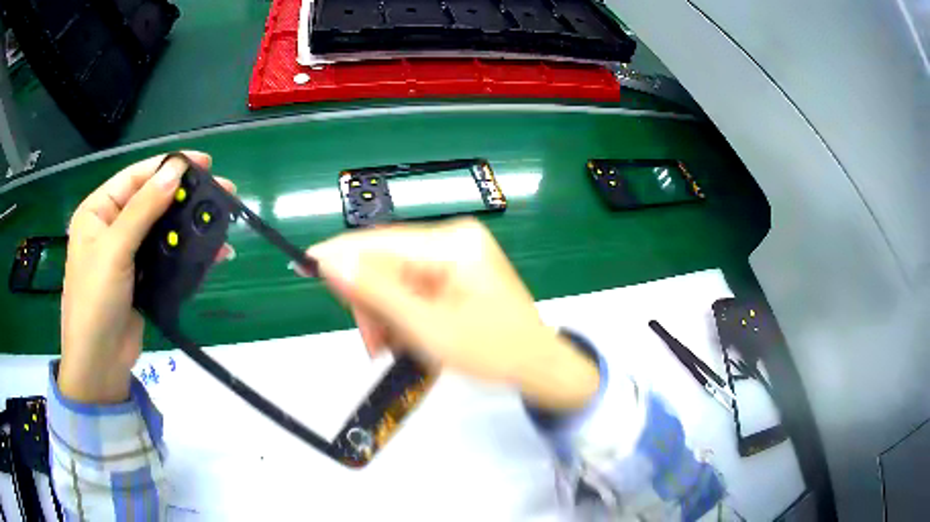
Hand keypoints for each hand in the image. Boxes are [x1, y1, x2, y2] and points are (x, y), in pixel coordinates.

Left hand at [60, 153, 234, 403]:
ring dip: (190, 225)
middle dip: (184, 196)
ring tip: (222, 220)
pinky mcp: (142, 278)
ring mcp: (128, 254)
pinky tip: (213, 251)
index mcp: (98, 211)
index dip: (168, 166)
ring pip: (163, 229)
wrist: (100, 363)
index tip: (203, 162)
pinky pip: (167, 256)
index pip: (136, 177)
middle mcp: (112, 227)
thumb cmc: (95, 301)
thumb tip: (176, 170)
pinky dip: (188, 253)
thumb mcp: (115, 249)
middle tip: (221, 190)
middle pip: (152, 201)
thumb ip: (144, 208)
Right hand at [307, 218, 598, 410]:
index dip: (339, 254)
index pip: (380, 241)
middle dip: (370, 302)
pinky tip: (407, 338)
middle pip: (385, 260)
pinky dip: (401, 314)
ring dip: (384, 314)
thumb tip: (329, 260)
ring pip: (394, 277)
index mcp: (452, 244)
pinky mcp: (456, 272)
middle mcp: (453, 239)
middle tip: (372, 345)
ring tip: (392, 349)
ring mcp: (456, 255)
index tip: (303, 265)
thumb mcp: (427, 329)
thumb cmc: (492, 352)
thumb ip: (376, 293)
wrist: (539, 368)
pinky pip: (412, 287)